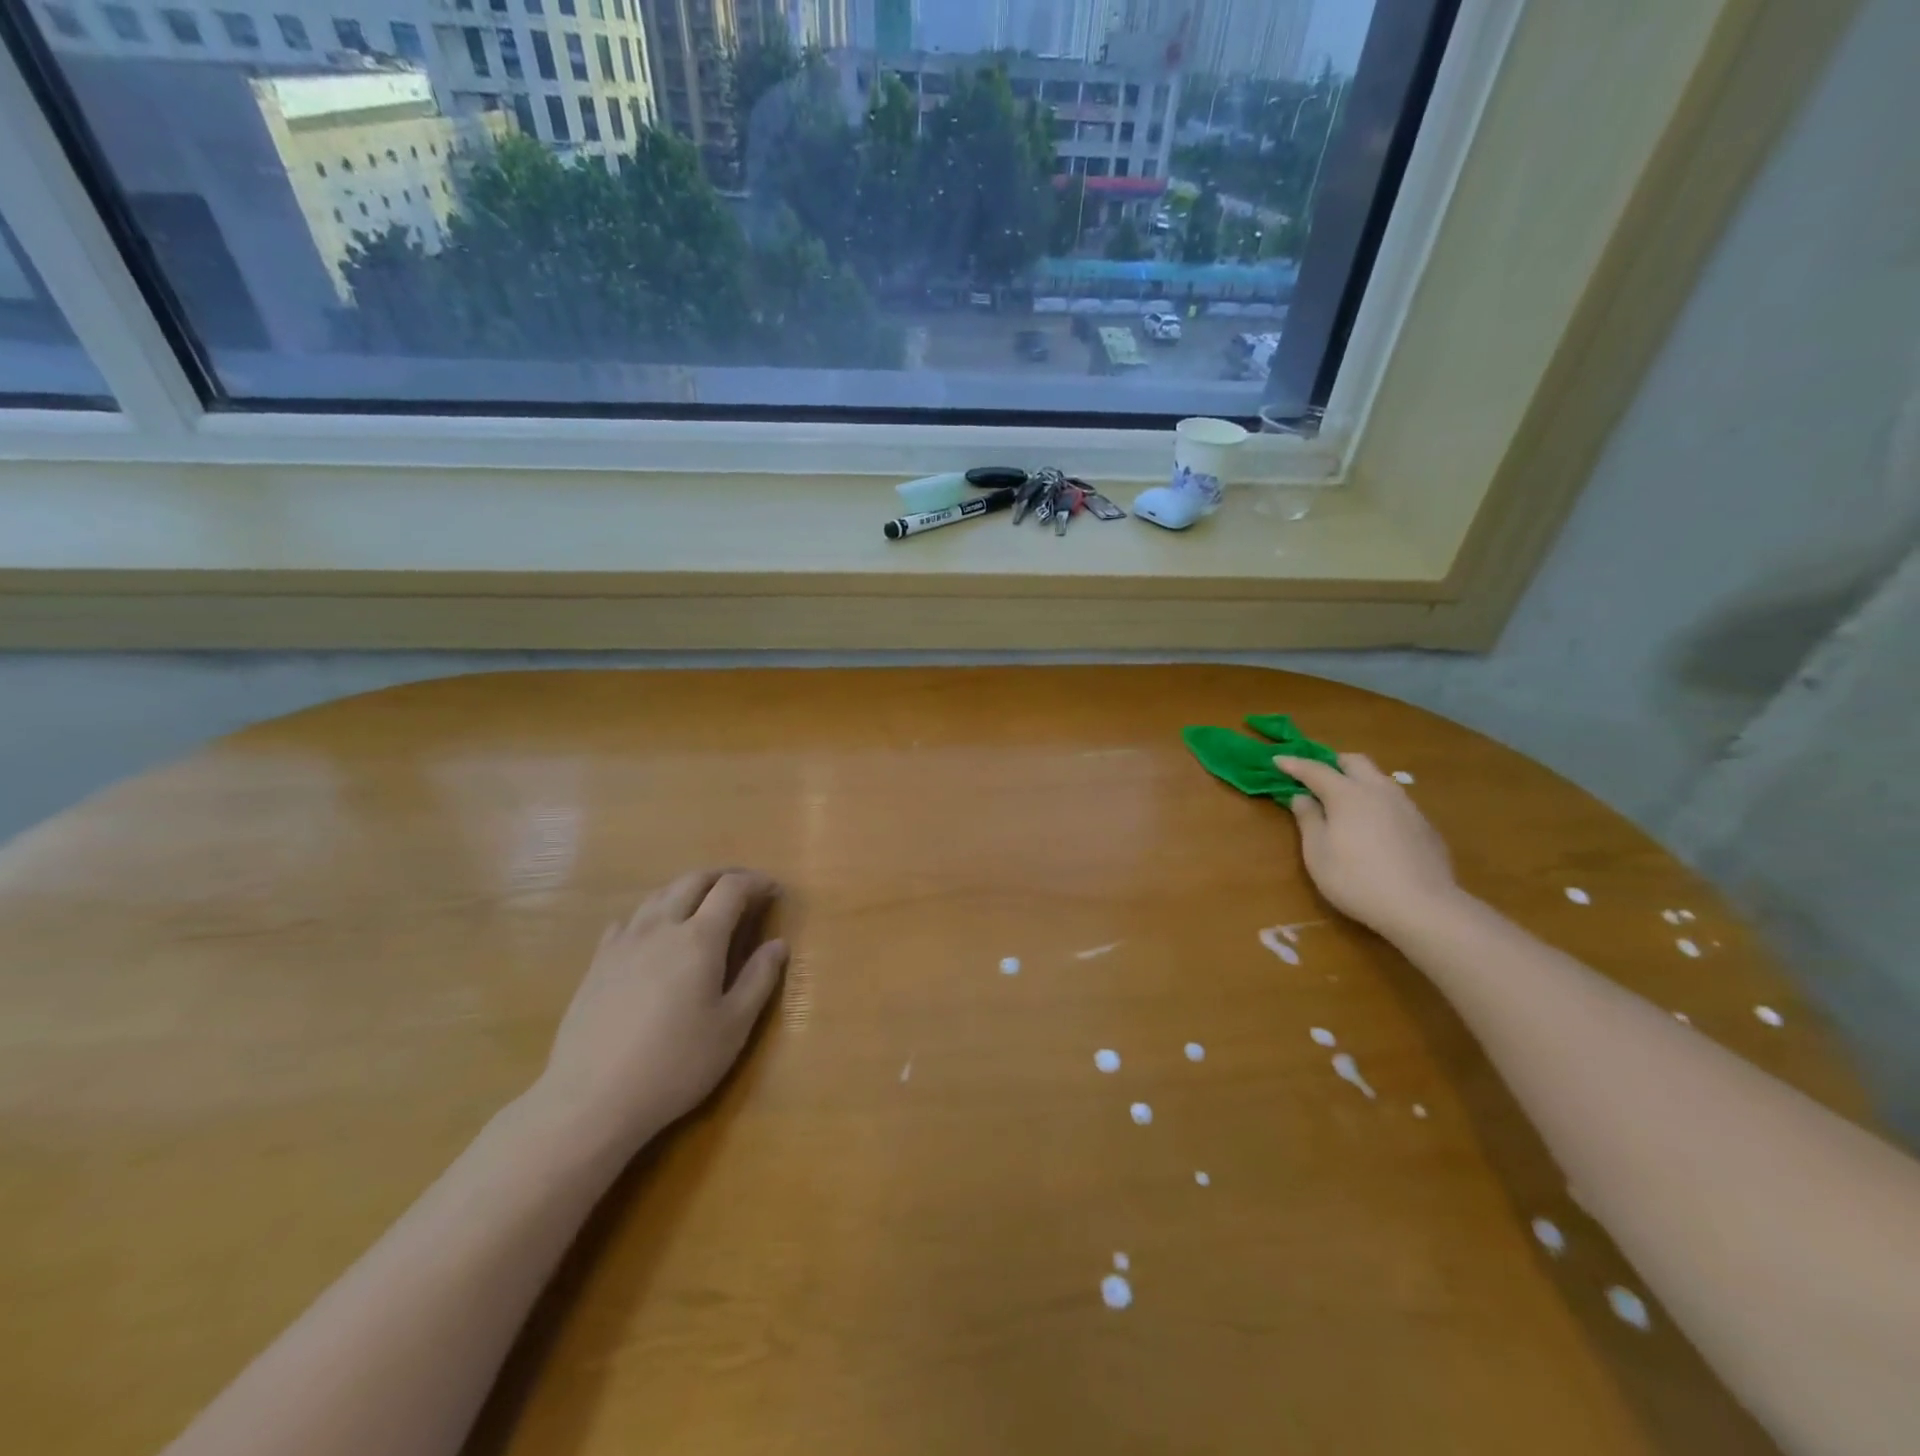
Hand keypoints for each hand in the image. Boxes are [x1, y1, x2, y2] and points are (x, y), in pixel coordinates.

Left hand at [536, 869, 788, 1150]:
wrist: (591, 1099)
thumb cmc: (676, 1064)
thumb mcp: (733, 1027)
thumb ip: (759, 979)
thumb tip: (778, 944)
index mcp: (700, 938)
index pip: (732, 889)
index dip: (756, 882)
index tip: (774, 890)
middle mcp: (662, 927)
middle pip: (693, 880)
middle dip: (723, 876)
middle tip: (744, 888)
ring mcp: (624, 942)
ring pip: (659, 895)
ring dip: (688, 889)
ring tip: (703, 904)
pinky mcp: (598, 963)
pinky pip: (629, 920)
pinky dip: (652, 913)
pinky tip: (653, 933)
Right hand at [1278, 753, 1462, 937]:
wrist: (1423, 907)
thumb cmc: (1356, 880)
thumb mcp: (1317, 853)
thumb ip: (1308, 819)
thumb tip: (1301, 797)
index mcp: (1347, 794)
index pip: (1315, 770)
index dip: (1294, 764)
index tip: (1277, 759)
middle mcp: (1378, 791)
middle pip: (1355, 761)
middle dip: (1332, 763)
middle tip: (1316, 777)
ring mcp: (1407, 806)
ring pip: (1379, 779)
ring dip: (1358, 781)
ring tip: (1346, 802)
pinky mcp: (1425, 825)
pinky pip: (1395, 801)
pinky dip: (1377, 803)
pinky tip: (1375, 828)